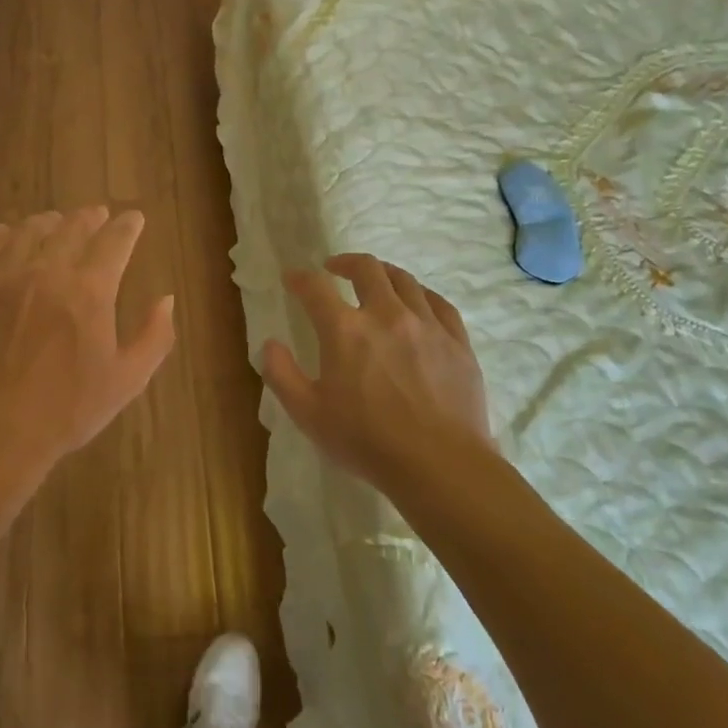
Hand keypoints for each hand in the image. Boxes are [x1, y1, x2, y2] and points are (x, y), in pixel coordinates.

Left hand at [0, 208, 176, 484]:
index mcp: (90, 290)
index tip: (134, 218)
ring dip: (50, 222)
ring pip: (30, 230)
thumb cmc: (67, 410)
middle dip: (90, 217)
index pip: (115, 241)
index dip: (128, 226)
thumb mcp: (127, 380)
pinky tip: (10, 234)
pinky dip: (5, 234)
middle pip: (72, 227)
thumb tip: (167, 299)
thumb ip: (154, 336)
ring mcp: (5, 277)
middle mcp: (48, 271)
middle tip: (98, 215)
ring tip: (57, 222)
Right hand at [261, 253, 496, 490]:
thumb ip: (282, 374)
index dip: (299, 278)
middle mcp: (385, 314)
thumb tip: (270, 344)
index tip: (292, 278)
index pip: (315, 288)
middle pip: (366, 268)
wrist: (440, 465)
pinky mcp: (457, 342)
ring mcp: (426, 325)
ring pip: (404, 280)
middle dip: (345, 262)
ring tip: (375, 279)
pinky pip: (439, 303)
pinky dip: (421, 294)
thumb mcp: (308, 414)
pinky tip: (418, 302)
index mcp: (345, 330)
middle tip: (334, 268)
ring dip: (383, 273)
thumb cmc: (366, 441)